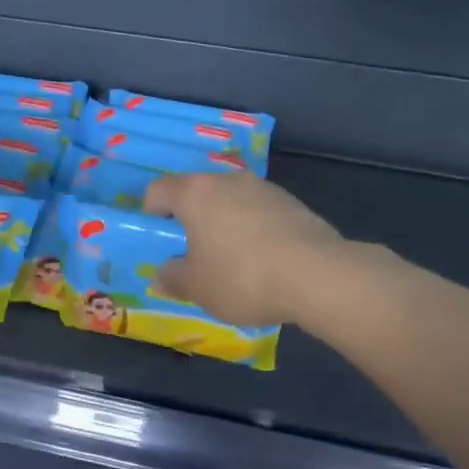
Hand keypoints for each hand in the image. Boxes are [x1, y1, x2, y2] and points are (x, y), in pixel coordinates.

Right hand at [142, 171, 346, 327]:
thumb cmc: (242, 277)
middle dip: (189, 220)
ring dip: (222, 224)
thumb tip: (161, 274)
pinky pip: (258, 213)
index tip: (159, 242)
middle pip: (196, 193)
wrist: (318, 276)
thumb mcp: (197, 288)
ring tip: (230, 262)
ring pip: (229, 201)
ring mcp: (263, 188)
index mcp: (195, 193)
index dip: (151, 214)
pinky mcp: (292, 203)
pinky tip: (262, 262)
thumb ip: (172, 278)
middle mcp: (227, 180)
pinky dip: (251, 231)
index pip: (158, 190)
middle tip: (192, 255)